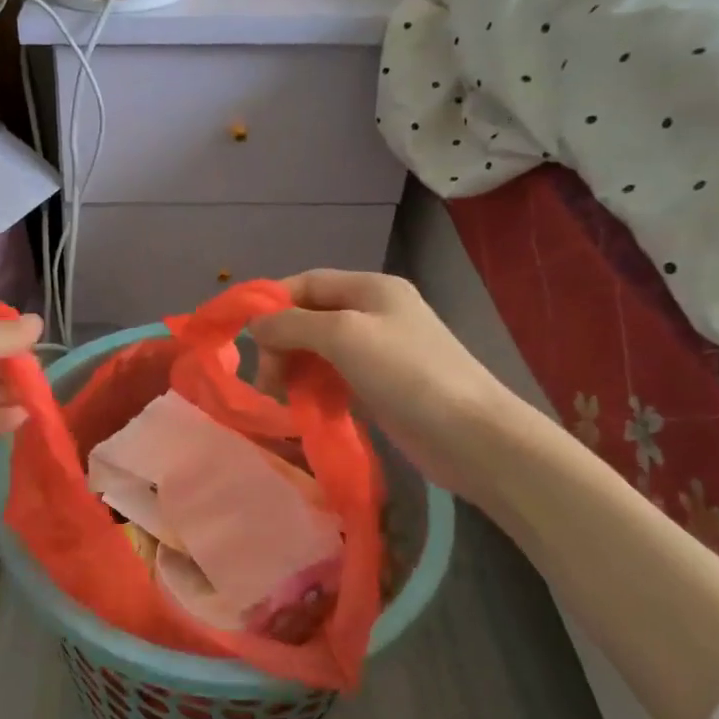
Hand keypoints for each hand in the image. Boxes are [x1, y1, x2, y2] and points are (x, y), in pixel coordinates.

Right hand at [251, 270, 527, 502]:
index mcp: (370, 288)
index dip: (272, 303)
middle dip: (281, 344)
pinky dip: (315, 389)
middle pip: (310, 318)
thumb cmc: (407, 373)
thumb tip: (256, 326)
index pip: (306, 283)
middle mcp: (374, 313)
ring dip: (294, 370)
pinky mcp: (382, 387)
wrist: (472, 436)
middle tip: (266, 380)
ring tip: (281, 398)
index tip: (245, 337)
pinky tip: (306, 409)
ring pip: (319, 351)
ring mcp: (380, 352)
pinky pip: (335, 379)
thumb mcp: (343, 335)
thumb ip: (293, 324)